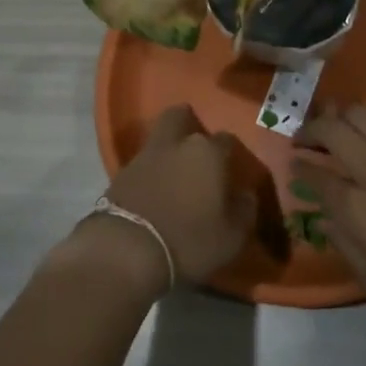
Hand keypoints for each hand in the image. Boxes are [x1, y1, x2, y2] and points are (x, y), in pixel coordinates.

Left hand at [64, 105, 249, 295]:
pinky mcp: (120, 173)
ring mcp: (144, 155)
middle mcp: (176, 144)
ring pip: (158, 137)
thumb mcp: (232, 237)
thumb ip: (244, 210)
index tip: (232, 168)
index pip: (226, 139)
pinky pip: (141, 162)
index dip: (230, 152)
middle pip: (180, 116)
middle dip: (188, 123)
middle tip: (196, 146)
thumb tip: (245, 194)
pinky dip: (149, 169)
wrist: (127, 249)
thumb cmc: (189, 241)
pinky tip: (154, 187)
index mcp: (208, 153)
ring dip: (167, 148)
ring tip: (175, 170)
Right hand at [292, 104, 365, 324]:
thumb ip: (346, 250)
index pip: (314, 174)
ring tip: (335, 124)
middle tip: (304, 139)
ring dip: (339, 116)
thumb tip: (324, 220)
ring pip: (359, 114)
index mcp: (356, 207)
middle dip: (309, 131)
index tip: (294, 166)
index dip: (299, 167)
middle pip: (329, 131)